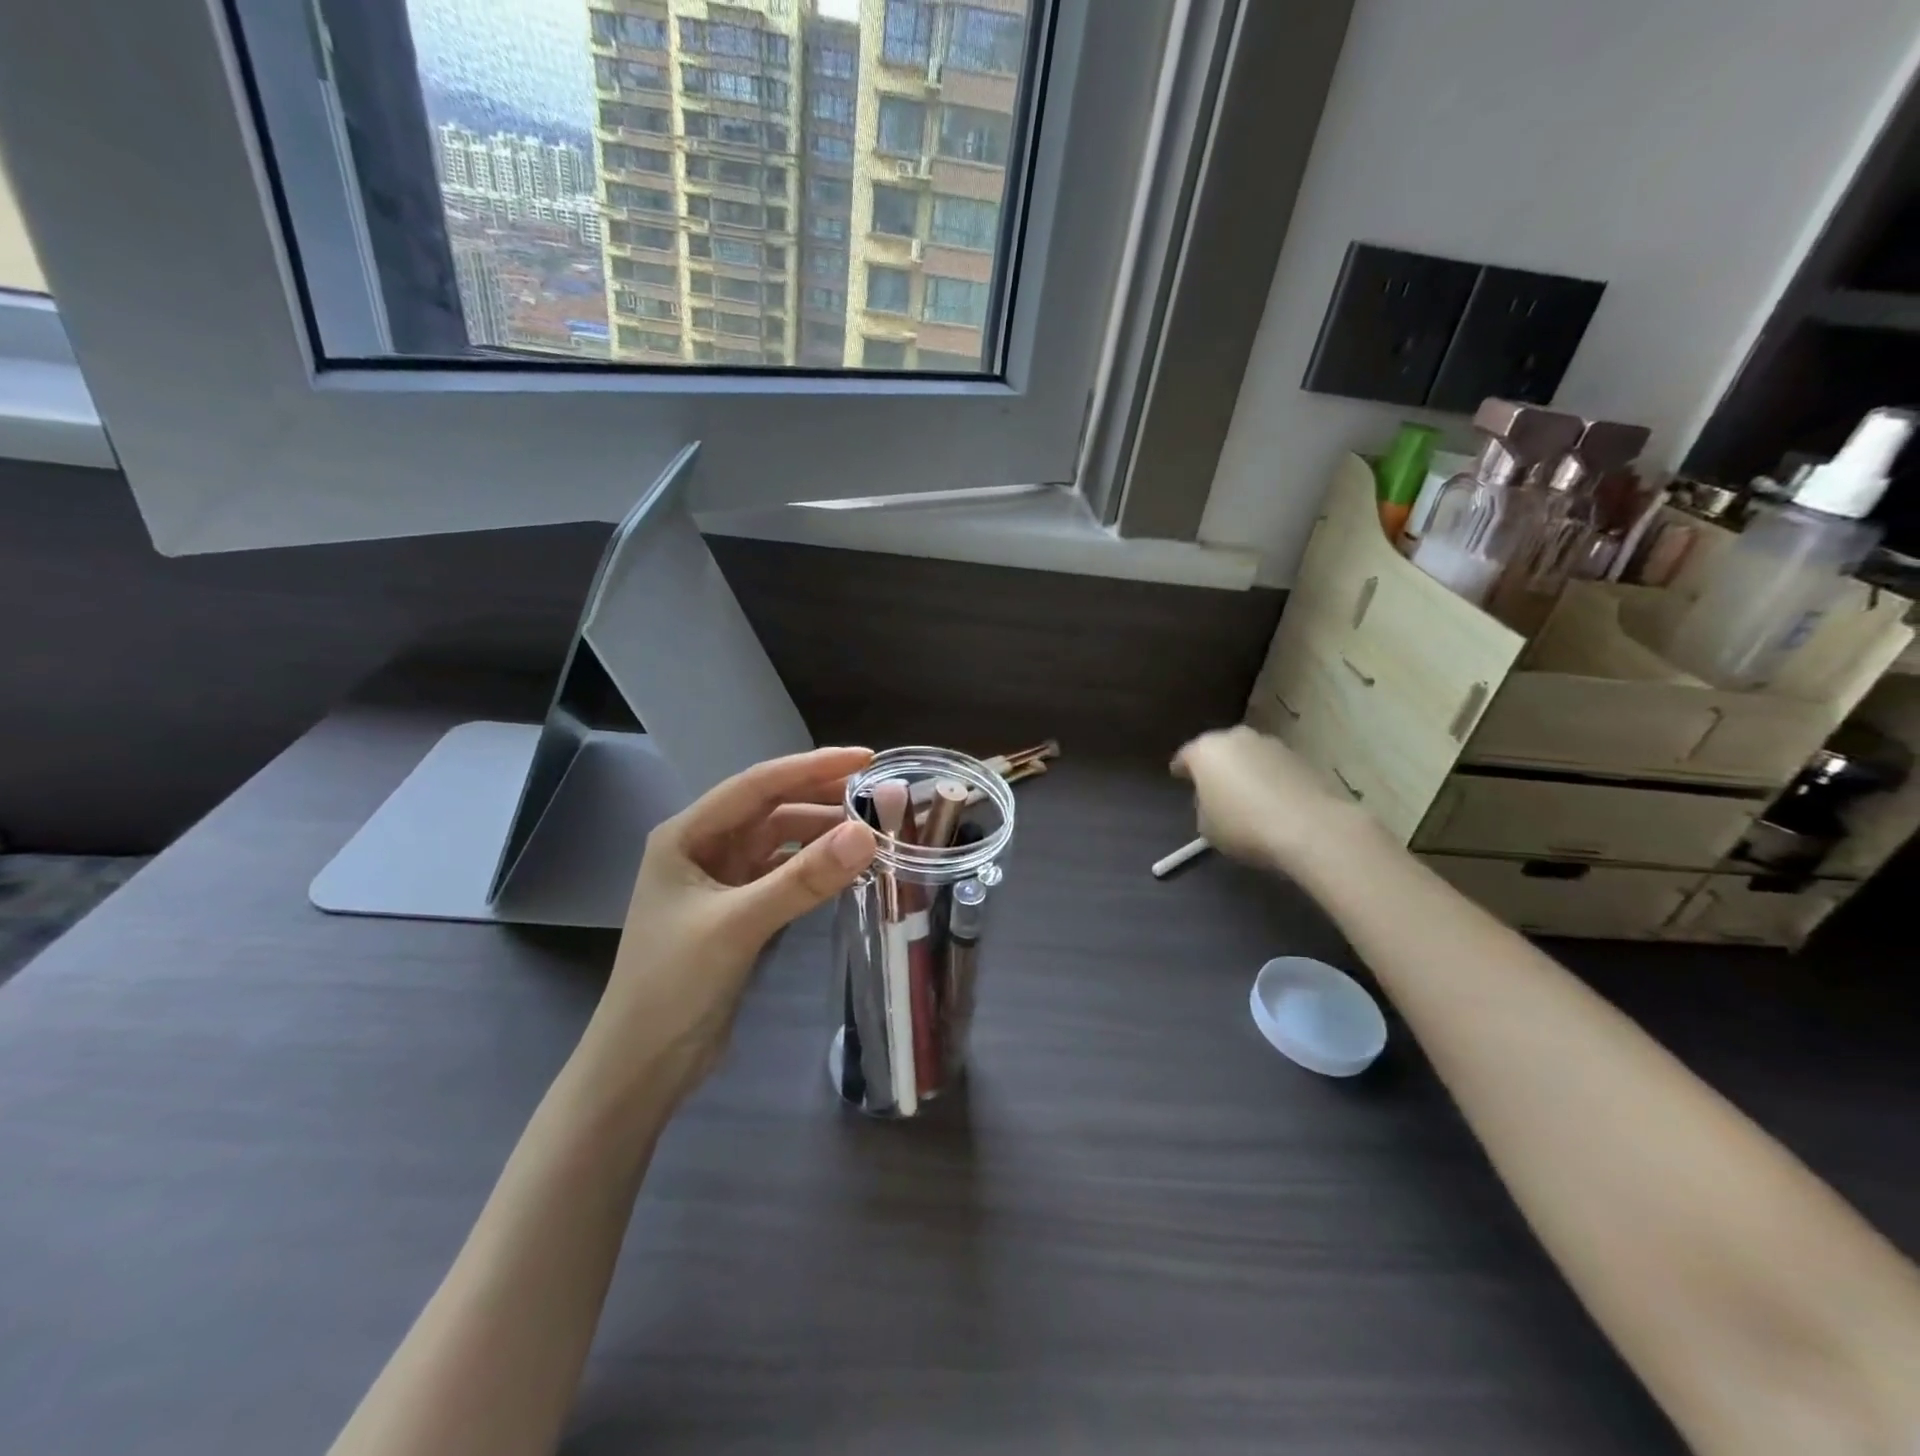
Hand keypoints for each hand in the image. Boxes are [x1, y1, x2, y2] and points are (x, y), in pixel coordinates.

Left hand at [583, 747, 878, 1107]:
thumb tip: (868, 834)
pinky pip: (783, 873)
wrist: (643, 1065)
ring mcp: (720, 880)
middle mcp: (703, 847)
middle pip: (771, 808)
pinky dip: (814, 867)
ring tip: (873, 831)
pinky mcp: (737, 910)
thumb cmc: (674, 985)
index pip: (758, 785)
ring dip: (822, 834)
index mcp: (686, 835)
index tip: (866, 758)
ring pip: (780, 841)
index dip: (812, 766)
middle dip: (822, 797)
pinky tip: (846, 868)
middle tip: (879, 793)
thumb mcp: (738, 925)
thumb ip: (803, 879)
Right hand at [1171, 726, 1366, 873]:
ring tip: (1247, 796)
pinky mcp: (1299, 757)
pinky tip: (1272, 800)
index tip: (1179, 778)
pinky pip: (1273, 767)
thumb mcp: (1207, 827)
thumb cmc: (1243, 826)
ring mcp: (1270, 744)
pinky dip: (1269, 778)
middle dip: (1216, 766)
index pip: (1185, 756)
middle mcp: (1236, 738)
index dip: (1182, 769)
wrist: (1308, 828)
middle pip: (1219, 750)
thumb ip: (1204, 808)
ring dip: (1245, 770)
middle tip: (1214, 787)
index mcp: (1205, 751)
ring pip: (1249, 755)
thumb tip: (1214, 803)